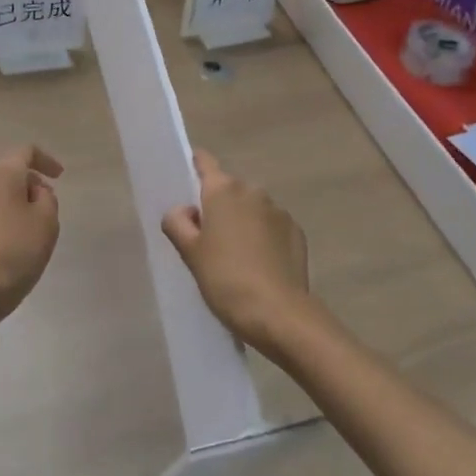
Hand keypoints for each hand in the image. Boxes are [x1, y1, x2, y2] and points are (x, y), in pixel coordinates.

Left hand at [0, 145, 62, 328]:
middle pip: (6, 172)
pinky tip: (1, 247)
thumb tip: (31, 191)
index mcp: (0, 172)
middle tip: (44, 208)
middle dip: (27, 185)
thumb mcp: (46, 223)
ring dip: (8, 204)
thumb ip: (46, 198)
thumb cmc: (12, 254)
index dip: (46, 160)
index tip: (59, 176)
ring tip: (24, 231)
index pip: (26, 152)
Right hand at [162, 150, 315, 355]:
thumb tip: (185, 210)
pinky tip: (260, 265)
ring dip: (243, 222)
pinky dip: (264, 237)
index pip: (205, 162)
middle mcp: (253, 191)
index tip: (188, 182)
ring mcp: (279, 211)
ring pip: (252, 208)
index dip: (195, 166)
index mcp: (223, 190)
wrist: (278, 314)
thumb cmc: (225, 278)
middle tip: (208, 240)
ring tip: (237, 258)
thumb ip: (178, 222)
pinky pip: (272, 227)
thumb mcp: (190, 253)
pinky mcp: (297, 232)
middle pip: (229, 189)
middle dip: (219, 207)